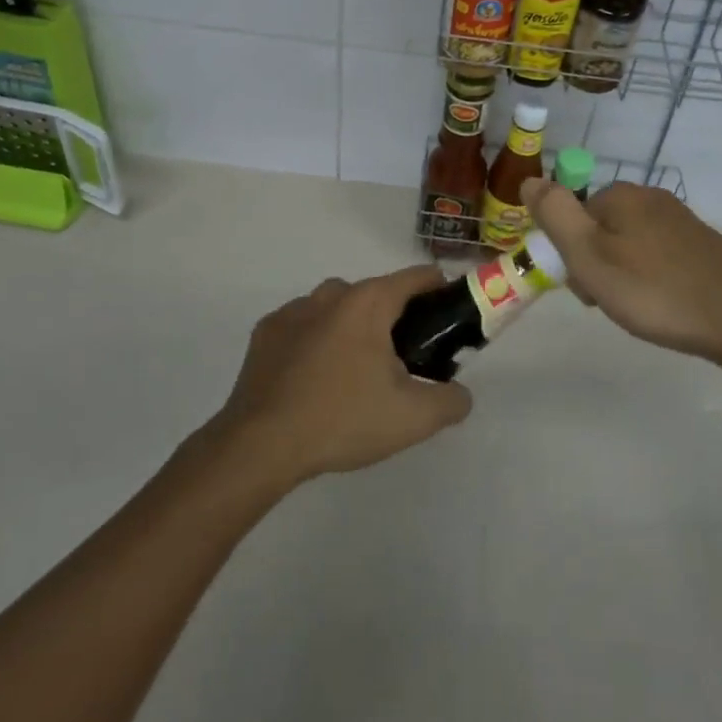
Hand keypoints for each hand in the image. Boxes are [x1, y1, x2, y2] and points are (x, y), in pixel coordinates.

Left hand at [211, 267, 472, 485]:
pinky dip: (317, 343)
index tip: (449, 318)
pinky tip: (315, 380)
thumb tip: (461, 394)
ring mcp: (294, 309)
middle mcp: (332, 293)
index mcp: (369, 301)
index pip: (418, 277)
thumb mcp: (412, 418)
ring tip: (355, 375)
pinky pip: (305, 327)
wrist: (260, 445)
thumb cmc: (342, 420)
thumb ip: (450, 402)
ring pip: (338, 309)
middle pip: (377, 294)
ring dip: (353, 330)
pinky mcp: (266, 331)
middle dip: (395, 320)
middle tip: (404, 362)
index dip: (441, 291)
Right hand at [526, 179, 721, 357]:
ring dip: (623, 274)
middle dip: (596, 265)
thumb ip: (555, 214)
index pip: (573, 217)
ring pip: (629, 245)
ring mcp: (679, 221)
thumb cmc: (654, 289)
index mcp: (619, 195)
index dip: (570, 254)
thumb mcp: (589, 254)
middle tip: (611, 302)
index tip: (585, 288)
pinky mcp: (702, 245)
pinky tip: (664, 305)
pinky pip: (658, 257)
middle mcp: (649, 198)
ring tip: (639, 310)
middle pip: (600, 229)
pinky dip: (652, 279)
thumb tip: (529, 180)